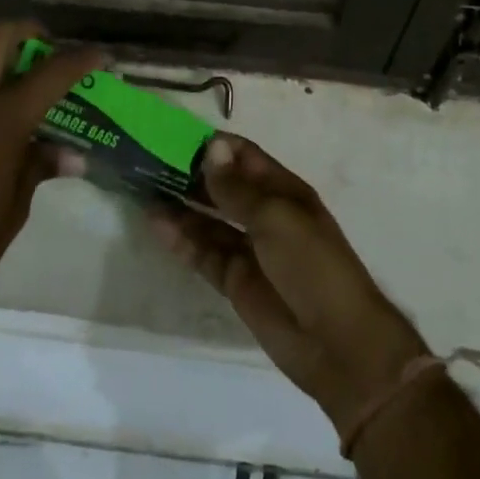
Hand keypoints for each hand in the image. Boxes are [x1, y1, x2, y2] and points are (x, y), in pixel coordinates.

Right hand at [151, 135, 428, 435]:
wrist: (337, 342)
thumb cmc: (312, 265)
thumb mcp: (276, 218)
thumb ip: (237, 189)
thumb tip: (211, 148)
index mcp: (284, 191)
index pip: (244, 157)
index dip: (214, 147)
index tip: (174, 136)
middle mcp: (265, 214)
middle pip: (222, 187)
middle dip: (190, 174)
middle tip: (147, 159)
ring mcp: (249, 249)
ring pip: (208, 220)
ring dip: (180, 205)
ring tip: (142, 188)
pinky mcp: (235, 280)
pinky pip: (203, 253)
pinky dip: (181, 239)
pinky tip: (155, 223)